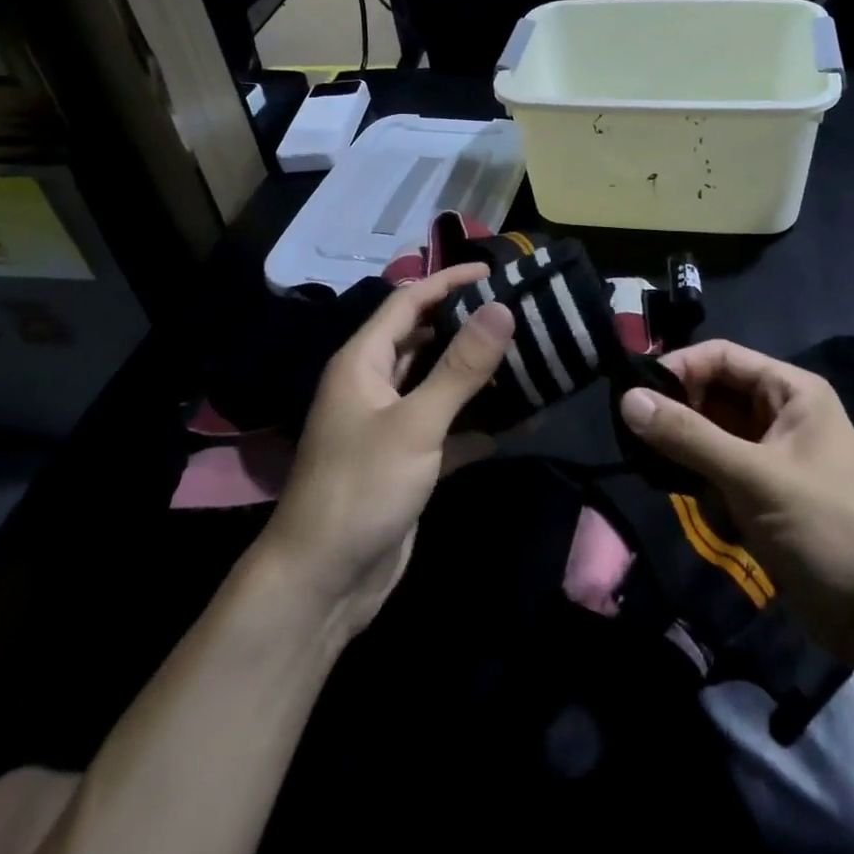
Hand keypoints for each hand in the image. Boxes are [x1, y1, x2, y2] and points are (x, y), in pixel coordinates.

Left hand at [263, 265, 513, 636]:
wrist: (323, 582)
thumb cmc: (361, 489)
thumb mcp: (415, 423)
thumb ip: (460, 368)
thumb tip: (502, 308)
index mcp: (364, 361)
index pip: (409, 302)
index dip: (448, 281)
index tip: (495, 271)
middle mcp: (375, 384)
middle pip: (426, 339)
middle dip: (469, 324)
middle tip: (520, 313)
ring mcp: (392, 424)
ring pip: (440, 383)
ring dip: (478, 374)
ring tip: (529, 356)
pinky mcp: (409, 460)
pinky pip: (450, 427)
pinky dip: (480, 423)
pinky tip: (522, 420)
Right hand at [619, 340, 853, 660]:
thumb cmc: (826, 529)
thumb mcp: (753, 477)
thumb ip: (688, 436)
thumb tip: (626, 398)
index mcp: (791, 391)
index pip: (722, 357)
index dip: (678, 368)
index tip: (632, 393)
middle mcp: (780, 413)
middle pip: (713, 393)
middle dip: (678, 413)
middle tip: (636, 437)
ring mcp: (771, 453)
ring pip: (710, 432)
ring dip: (684, 450)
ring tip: (654, 468)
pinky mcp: (762, 490)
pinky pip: (717, 466)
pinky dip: (698, 478)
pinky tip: (687, 496)